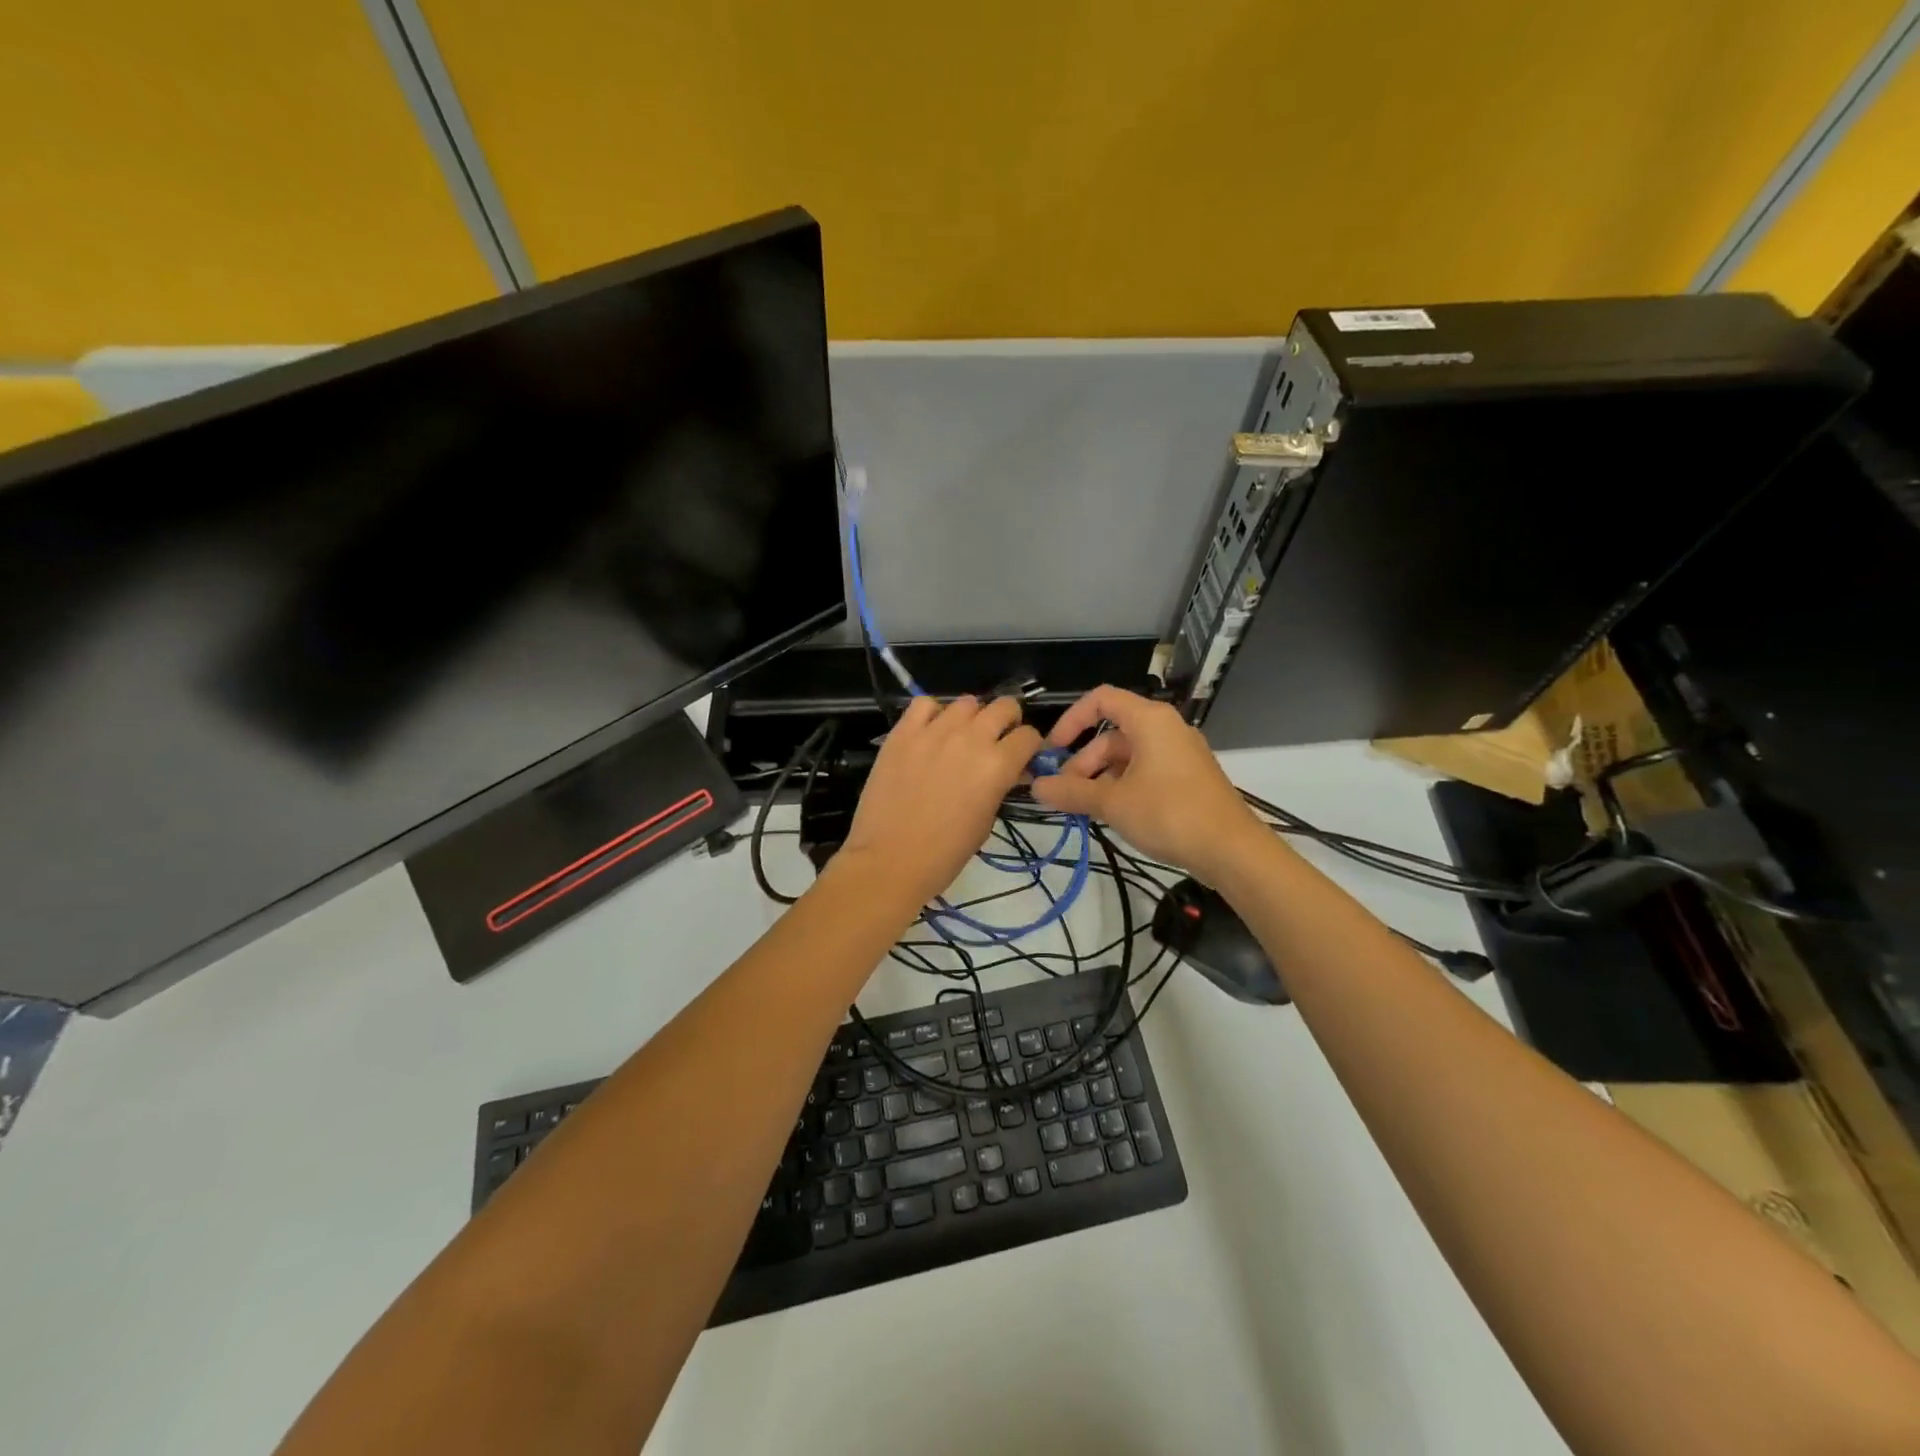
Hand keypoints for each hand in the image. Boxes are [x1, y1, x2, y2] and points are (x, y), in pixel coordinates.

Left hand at [835, 695, 1042, 910]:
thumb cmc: (945, 853)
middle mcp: (971, 739)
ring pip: (966, 702)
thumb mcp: (987, 820)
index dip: (1029, 746)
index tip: (1021, 756)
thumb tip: (1008, 771)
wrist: (890, 860)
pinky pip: (924, 704)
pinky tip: (930, 731)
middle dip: (1008, 721)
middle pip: (1004, 706)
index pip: (1028, 736)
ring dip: (971, 717)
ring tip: (961, 736)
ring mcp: (933, 731)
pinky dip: (933, 713)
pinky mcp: (903, 732)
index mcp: (997, 765)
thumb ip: (1000, 785)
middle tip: (997, 739)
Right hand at [1029, 685, 1268, 883]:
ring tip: (1086, 809)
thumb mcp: (1112, 803)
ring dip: (1101, 778)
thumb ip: (1071, 792)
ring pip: (1128, 756)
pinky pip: (1146, 771)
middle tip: (1066, 794)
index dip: (1071, 720)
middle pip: (1112, 734)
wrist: (1231, 849)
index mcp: (1149, 720)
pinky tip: (1113, 814)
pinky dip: (1123, 786)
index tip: (1053, 751)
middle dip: (1083, 762)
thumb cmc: (1168, 813)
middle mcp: (1166, 728)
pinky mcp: (1188, 778)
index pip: (1100, 700)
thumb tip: (1036, 787)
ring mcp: (1180, 754)